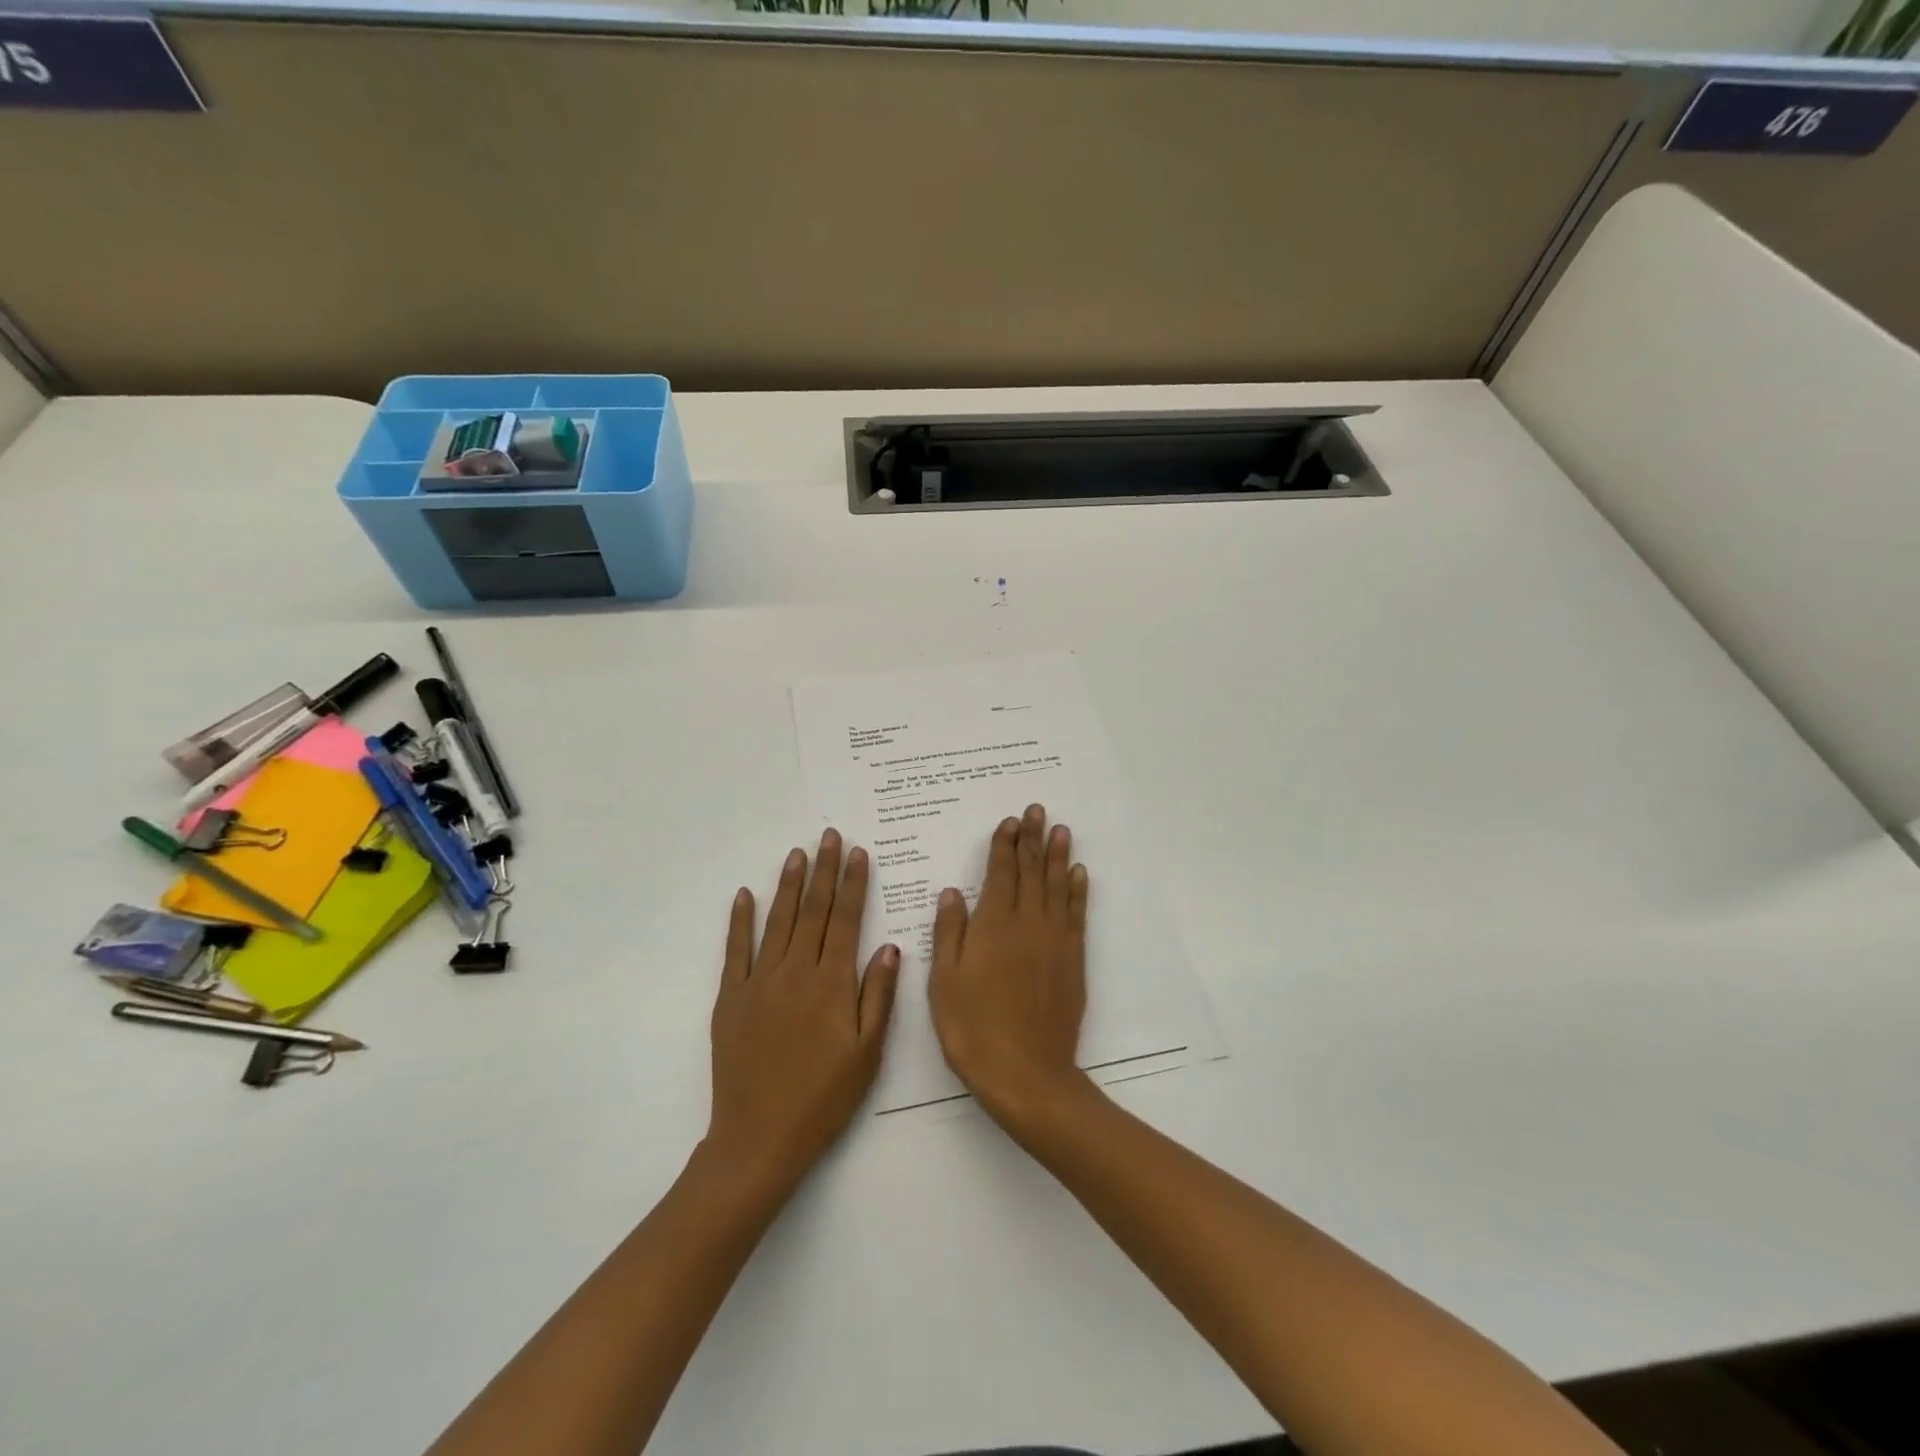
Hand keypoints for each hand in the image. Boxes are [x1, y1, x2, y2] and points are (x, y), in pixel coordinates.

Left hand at [706, 830, 900, 1192]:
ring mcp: (760, 982)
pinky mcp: (731, 998)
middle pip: (814, 911)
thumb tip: (889, 947)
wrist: (759, 1138)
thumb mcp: (867, 1053)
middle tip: (828, 835)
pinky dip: (740, 920)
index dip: (853, 884)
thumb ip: (878, 995)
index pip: (847, 920)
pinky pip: (736, 950)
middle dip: (823, 870)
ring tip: (797, 853)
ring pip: (778, 921)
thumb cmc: (824, 1098)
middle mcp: (796, 972)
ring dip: (789, 884)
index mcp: (832, 983)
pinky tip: (746, 895)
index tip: (857, 853)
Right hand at [929, 804, 1091, 1127]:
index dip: (1005, 845)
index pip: (1001, 873)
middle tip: (1038, 810)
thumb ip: (949, 932)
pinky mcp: (1072, 960)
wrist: (1026, 1073)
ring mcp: (1054, 940)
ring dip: (1058, 856)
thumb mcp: (943, 981)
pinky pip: (1076, 915)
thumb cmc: (973, 1028)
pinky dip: (1077, 891)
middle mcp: (1027, 924)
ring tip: (1061, 829)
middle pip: (1031, 872)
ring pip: (1057, 886)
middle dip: (1033, 838)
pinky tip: (1078, 874)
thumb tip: (952, 891)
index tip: (1011, 820)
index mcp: (993, 926)